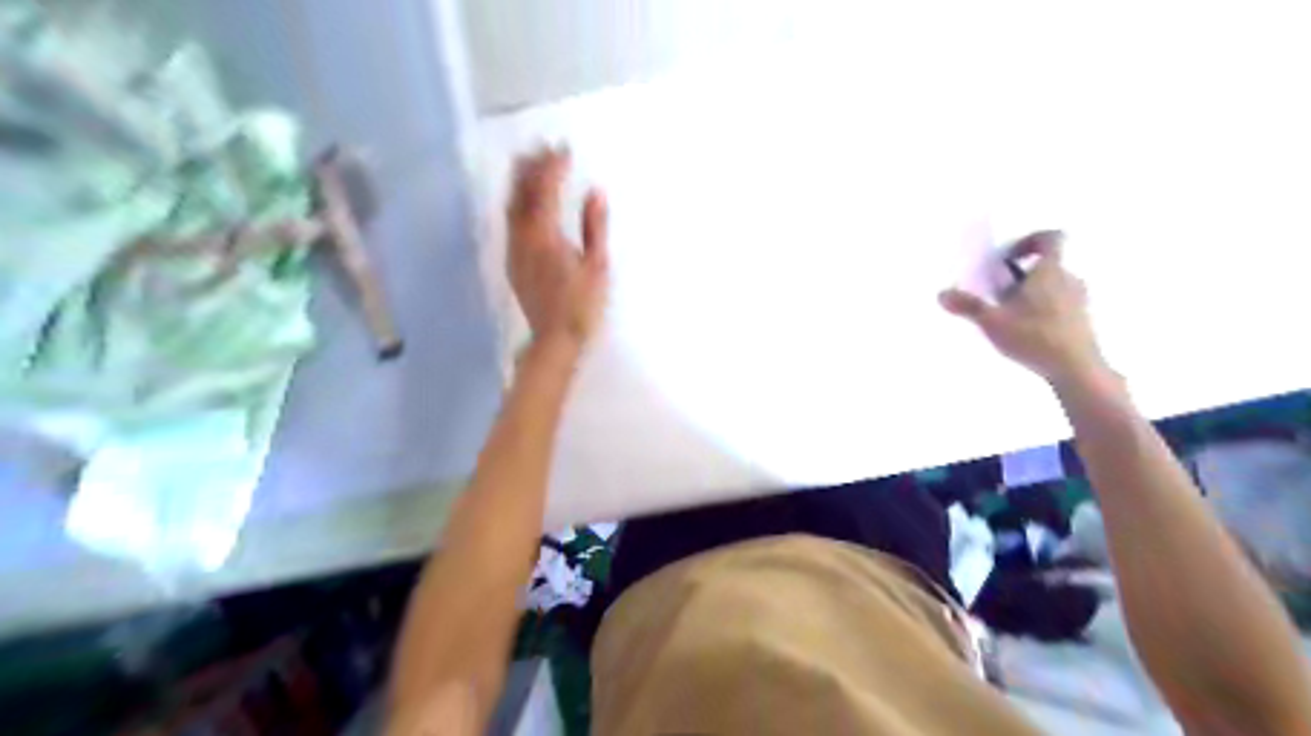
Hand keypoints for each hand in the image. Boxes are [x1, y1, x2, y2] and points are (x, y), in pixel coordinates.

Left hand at [506, 146, 610, 349]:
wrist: (555, 339)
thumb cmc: (582, 305)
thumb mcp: (597, 265)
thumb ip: (594, 226)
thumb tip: (595, 192)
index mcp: (544, 235)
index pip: (544, 189)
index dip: (552, 166)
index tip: (563, 148)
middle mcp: (522, 237)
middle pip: (521, 193)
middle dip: (530, 167)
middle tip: (541, 146)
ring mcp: (514, 249)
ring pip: (511, 206)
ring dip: (519, 182)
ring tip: (529, 163)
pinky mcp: (513, 261)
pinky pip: (510, 221)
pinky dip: (516, 202)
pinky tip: (524, 200)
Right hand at [936, 233, 1110, 388]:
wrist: (1076, 369)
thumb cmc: (1034, 336)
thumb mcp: (993, 321)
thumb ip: (968, 306)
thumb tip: (941, 294)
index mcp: (1051, 270)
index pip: (1051, 238)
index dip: (1030, 240)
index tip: (1009, 257)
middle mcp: (1070, 279)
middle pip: (1050, 264)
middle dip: (1024, 273)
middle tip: (1000, 291)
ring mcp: (1080, 300)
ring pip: (1055, 285)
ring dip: (1034, 292)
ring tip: (1010, 313)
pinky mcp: (1083, 320)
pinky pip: (1062, 303)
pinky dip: (1044, 309)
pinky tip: (1027, 331)